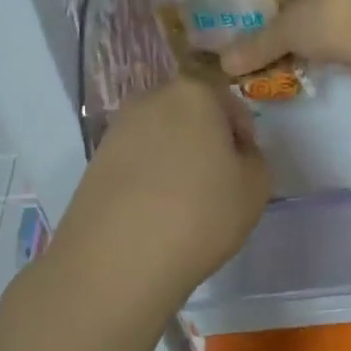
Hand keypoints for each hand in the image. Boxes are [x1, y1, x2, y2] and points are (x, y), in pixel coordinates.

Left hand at [50, 75, 270, 308]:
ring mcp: (117, 129)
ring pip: (161, 136)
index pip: (227, 99)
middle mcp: (151, 99)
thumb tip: (233, 153)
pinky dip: (149, 176)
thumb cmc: (200, 213)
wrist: (118, 258)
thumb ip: (252, 158)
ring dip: (175, 158)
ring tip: (184, 200)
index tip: (244, 164)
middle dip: (206, 139)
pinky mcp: (95, 160)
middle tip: (217, 179)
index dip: (241, 131)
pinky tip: (156, 211)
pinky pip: (135, 160)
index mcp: (194, 93)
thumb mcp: (256, 187)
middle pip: (190, 112)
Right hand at [219, 0, 350, 82]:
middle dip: (295, 12)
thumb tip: (224, 64)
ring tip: (294, 52)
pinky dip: (333, 41)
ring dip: (314, 30)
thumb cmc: (331, 19)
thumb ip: (256, 45)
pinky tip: (320, 60)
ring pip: (332, 9)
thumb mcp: (286, 32)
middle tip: (275, 35)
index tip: (262, 12)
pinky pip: (348, 27)